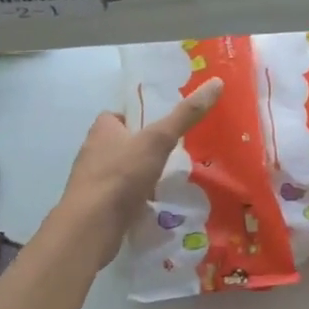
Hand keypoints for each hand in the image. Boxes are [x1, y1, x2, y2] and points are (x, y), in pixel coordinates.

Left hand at [53, 77, 224, 267]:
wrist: (92, 226)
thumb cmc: (122, 175)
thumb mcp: (158, 140)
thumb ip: (185, 115)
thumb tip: (216, 82)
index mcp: (102, 129)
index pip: (120, 116)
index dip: (140, 119)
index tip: (163, 127)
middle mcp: (92, 151)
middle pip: (122, 143)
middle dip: (143, 149)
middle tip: (173, 154)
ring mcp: (92, 181)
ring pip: (122, 171)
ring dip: (140, 175)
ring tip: (168, 180)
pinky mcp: (96, 206)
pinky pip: (120, 196)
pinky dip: (135, 199)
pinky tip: (154, 205)